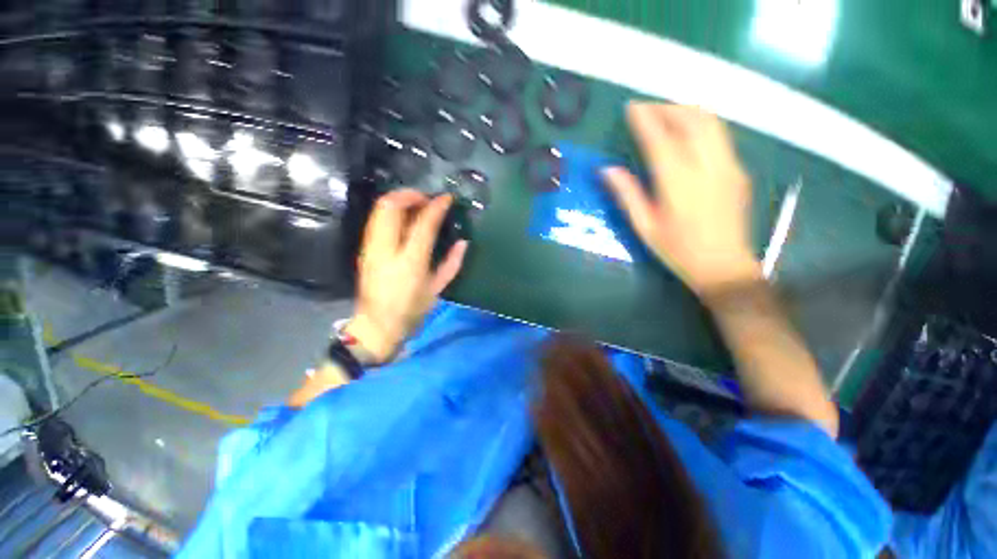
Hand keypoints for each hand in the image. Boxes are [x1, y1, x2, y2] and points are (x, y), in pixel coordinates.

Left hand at [346, 189, 467, 363]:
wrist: (376, 326)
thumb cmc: (411, 310)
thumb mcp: (437, 289)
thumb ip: (452, 264)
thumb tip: (464, 242)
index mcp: (411, 262)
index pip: (423, 223)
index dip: (436, 206)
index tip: (447, 198)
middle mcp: (387, 249)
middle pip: (391, 206)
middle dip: (410, 194)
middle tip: (427, 199)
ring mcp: (371, 247)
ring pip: (379, 209)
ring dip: (399, 200)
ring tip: (417, 205)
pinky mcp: (364, 249)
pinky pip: (376, 220)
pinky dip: (391, 211)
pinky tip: (404, 218)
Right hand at [602, 103, 760, 295]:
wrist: (723, 265)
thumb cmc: (677, 250)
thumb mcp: (644, 227)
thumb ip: (627, 195)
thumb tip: (607, 170)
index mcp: (678, 184)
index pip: (660, 140)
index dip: (645, 120)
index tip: (632, 107)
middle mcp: (707, 167)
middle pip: (691, 121)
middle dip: (667, 107)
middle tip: (647, 107)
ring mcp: (728, 166)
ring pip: (711, 122)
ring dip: (687, 110)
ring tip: (666, 111)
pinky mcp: (738, 170)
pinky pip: (720, 135)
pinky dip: (701, 123)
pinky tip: (688, 130)